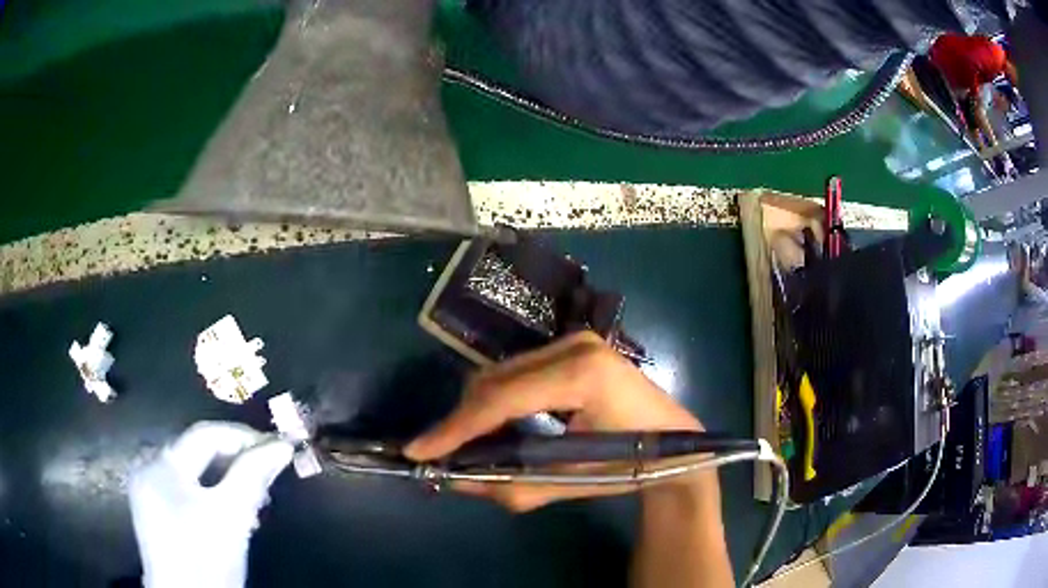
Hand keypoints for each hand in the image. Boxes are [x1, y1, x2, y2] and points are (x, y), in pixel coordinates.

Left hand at [129, 422, 293, 587]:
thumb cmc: (206, 558)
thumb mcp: (232, 516)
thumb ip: (253, 475)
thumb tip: (282, 446)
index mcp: (162, 463)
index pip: (205, 435)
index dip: (243, 437)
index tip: (277, 447)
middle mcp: (148, 467)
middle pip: (197, 451)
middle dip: (236, 460)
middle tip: (269, 473)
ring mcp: (149, 490)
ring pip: (193, 471)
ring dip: (226, 478)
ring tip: (256, 495)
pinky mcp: (154, 511)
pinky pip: (186, 489)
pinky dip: (210, 493)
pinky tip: (230, 509)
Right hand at [406, 332, 703, 511]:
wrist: (678, 443)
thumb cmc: (632, 465)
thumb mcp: (567, 484)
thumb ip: (508, 484)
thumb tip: (455, 480)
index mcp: (581, 376)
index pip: (501, 400)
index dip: (455, 428)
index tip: (418, 449)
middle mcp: (575, 346)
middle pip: (494, 380)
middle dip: (463, 420)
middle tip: (445, 454)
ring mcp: (576, 340)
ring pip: (502, 373)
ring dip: (479, 409)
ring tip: (470, 445)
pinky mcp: (574, 346)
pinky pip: (519, 371)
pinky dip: (500, 399)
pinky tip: (498, 426)